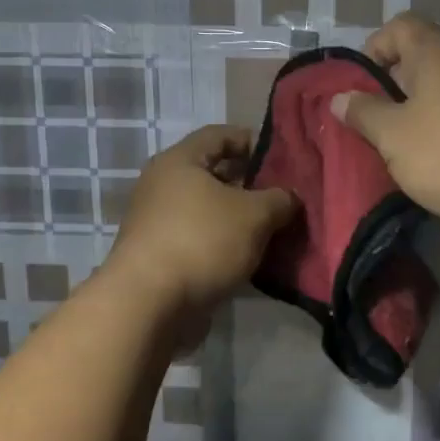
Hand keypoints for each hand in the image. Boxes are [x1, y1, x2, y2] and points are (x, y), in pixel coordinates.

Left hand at [106, 125, 298, 314]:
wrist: (149, 306)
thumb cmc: (202, 242)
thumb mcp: (255, 215)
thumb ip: (279, 200)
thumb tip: (291, 198)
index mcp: (180, 161)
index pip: (220, 135)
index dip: (253, 141)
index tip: (282, 158)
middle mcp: (163, 186)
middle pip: (214, 174)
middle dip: (251, 184)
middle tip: (284, 197)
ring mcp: (159, 223)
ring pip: (209, 210)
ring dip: (240, 219)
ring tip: (276, 229)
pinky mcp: (161, 256)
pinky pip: (201, 239)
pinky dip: (226, 244)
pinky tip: (253, 258)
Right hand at [331, 13, 439, 223]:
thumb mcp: (393, 135)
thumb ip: (363, 113)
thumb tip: (341, 98)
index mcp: (434, 51)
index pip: (399, 26)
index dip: (374, 49)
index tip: (360, 87)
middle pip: (421, 61)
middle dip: (394, 91)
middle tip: (375, 125)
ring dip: (421, 116)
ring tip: (403, 152)